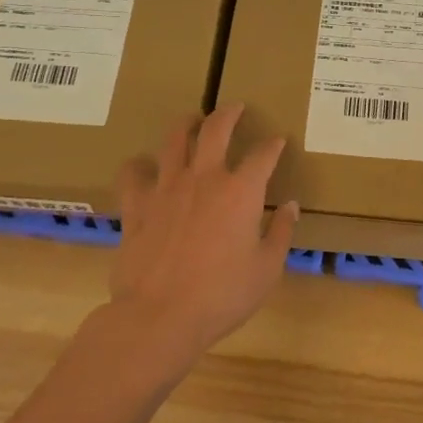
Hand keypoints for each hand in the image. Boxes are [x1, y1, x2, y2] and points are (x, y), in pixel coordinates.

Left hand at [110, 104, 298, 355]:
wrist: (159, 316)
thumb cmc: (223, 295)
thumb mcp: (266, 269)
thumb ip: (280, 233)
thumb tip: (290, 207)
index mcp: (241, 191)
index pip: (263, 155)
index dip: (273, 145)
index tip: (278, 140)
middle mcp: (204, 178)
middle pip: (215, 130)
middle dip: (228, 114)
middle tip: (234, 107)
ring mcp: (166, 189)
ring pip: (173, 140)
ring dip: (185, 125)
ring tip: (190, 120)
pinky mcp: (137, 206)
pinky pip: (132, 175)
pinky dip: (138, 166)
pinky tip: (141, 166)